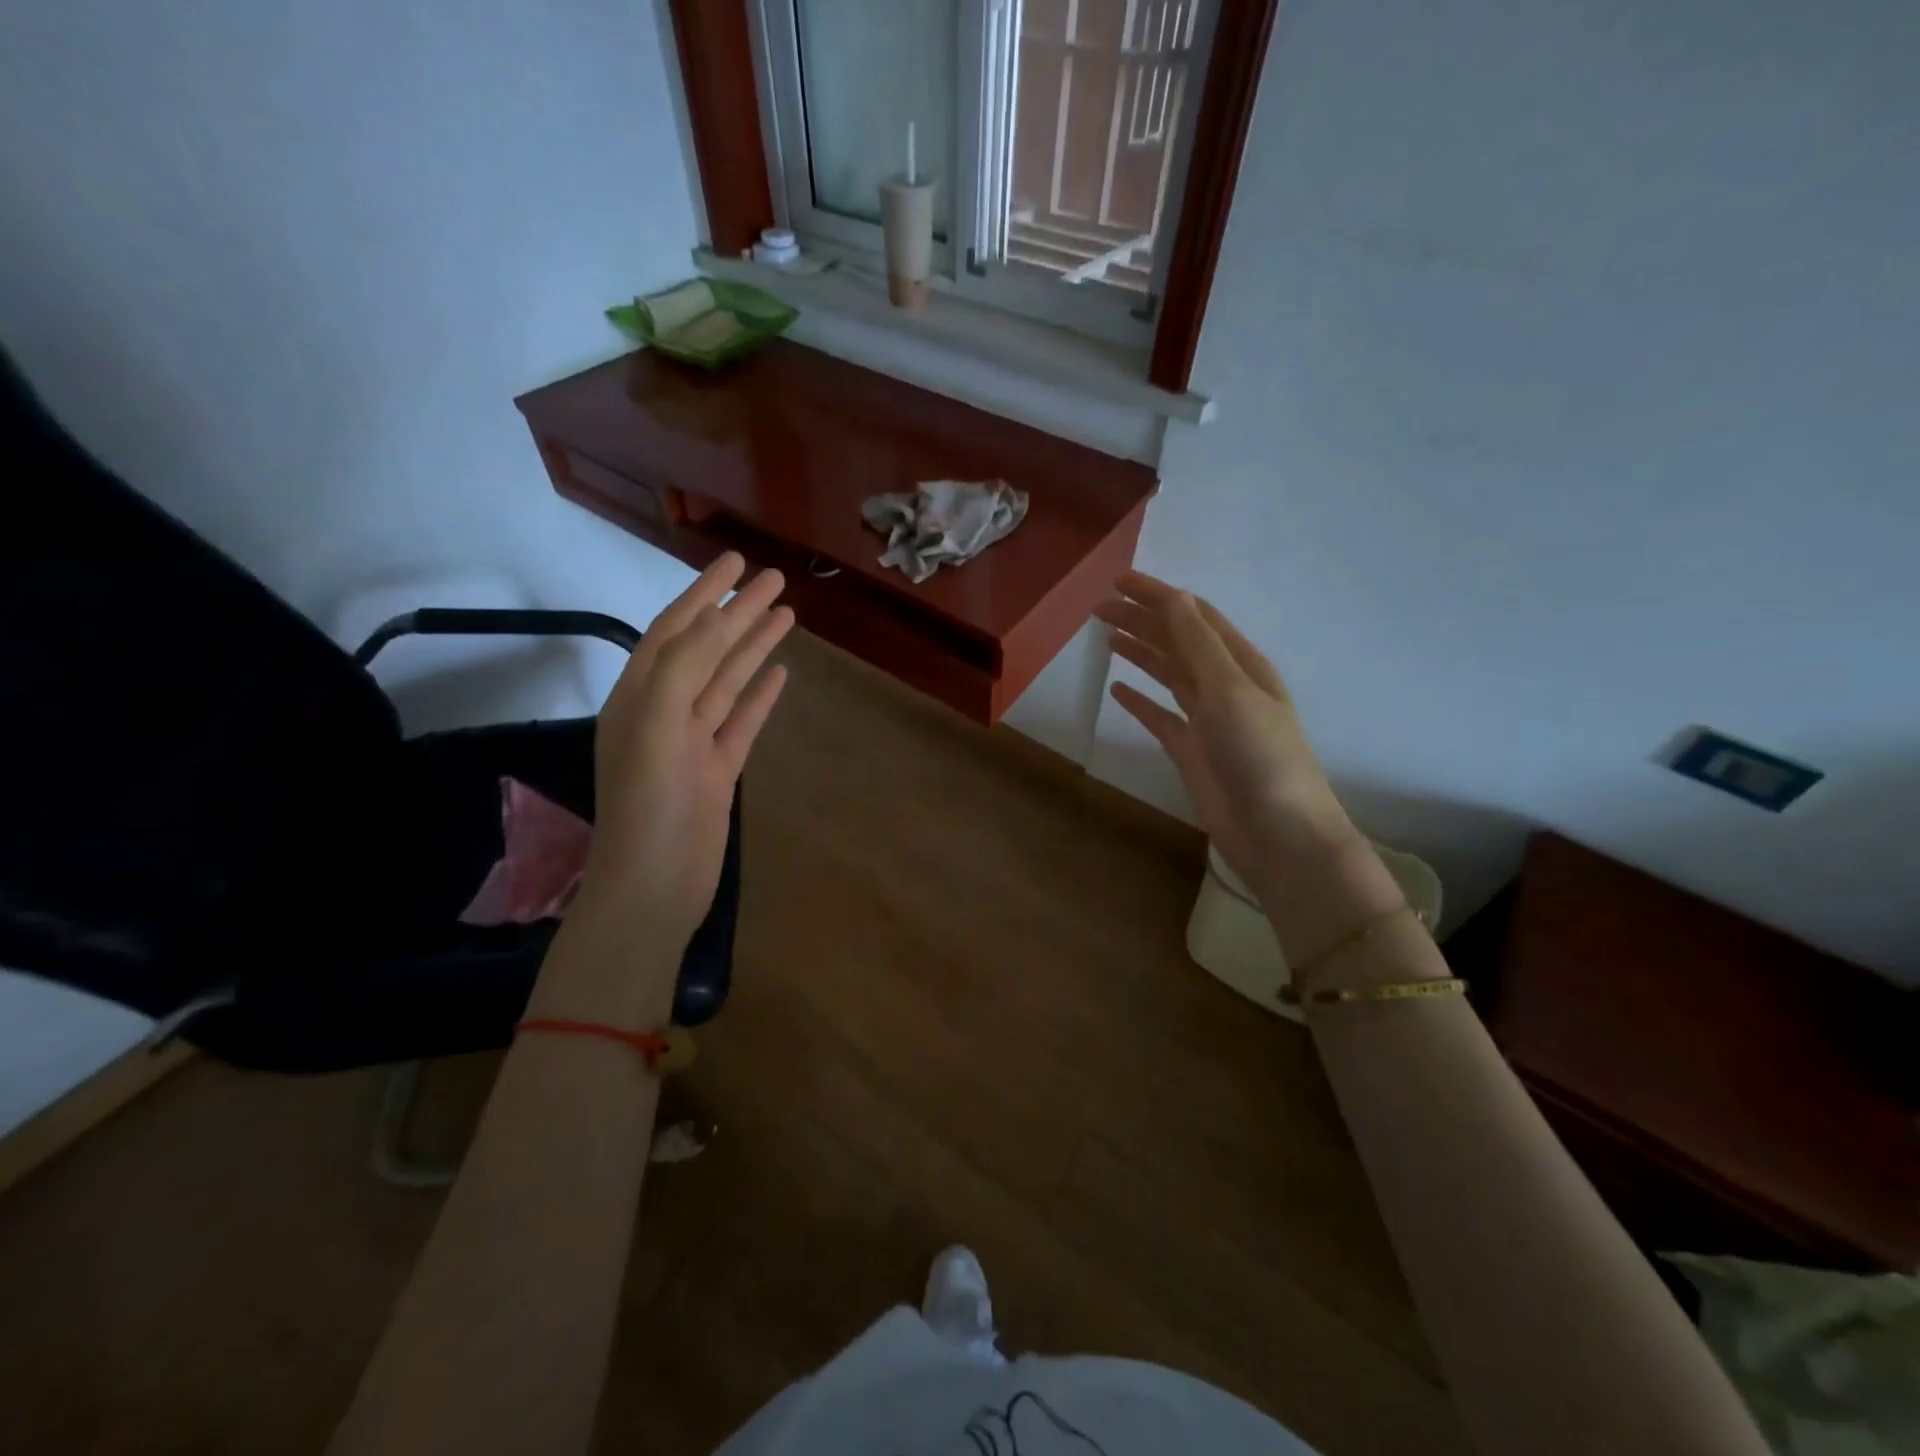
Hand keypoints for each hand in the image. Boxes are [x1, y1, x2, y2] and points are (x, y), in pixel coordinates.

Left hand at [577, 552, 793, 950]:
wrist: (654, 886)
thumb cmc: (650, 805)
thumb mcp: (657, 725)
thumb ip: (682, 669)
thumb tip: (715, 621)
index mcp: (639, 696)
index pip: (673, 630)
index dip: (703, 592)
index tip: (735, 560)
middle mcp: (664, 711)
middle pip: (706, 649)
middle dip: (737, 612)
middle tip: (774, 579)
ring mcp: (694, 741)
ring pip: (728, 682)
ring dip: (754, 647)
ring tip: (786, 615)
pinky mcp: (718, 769)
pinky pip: (742, 721)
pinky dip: (760, 695)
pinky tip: (781, 674)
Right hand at [1095, 571, 1357, 886]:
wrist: (1277, 832)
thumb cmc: (1260, 755)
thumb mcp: (1231, 690)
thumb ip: (1199, 645)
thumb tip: (1176, 598)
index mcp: (1241, 664)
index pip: (1194, 616)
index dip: (1159, 595)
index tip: (1119, 580)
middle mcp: (1224, 685)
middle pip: (1177, 641)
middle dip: (1141, 620)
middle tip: (1099, 607)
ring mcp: (1206, 719)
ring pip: (1167, 674)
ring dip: (1140, 652)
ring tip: (1106, 635)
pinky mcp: (1190, 750)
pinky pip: (1159, 716)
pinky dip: (1139, 701)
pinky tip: (1118, 689)